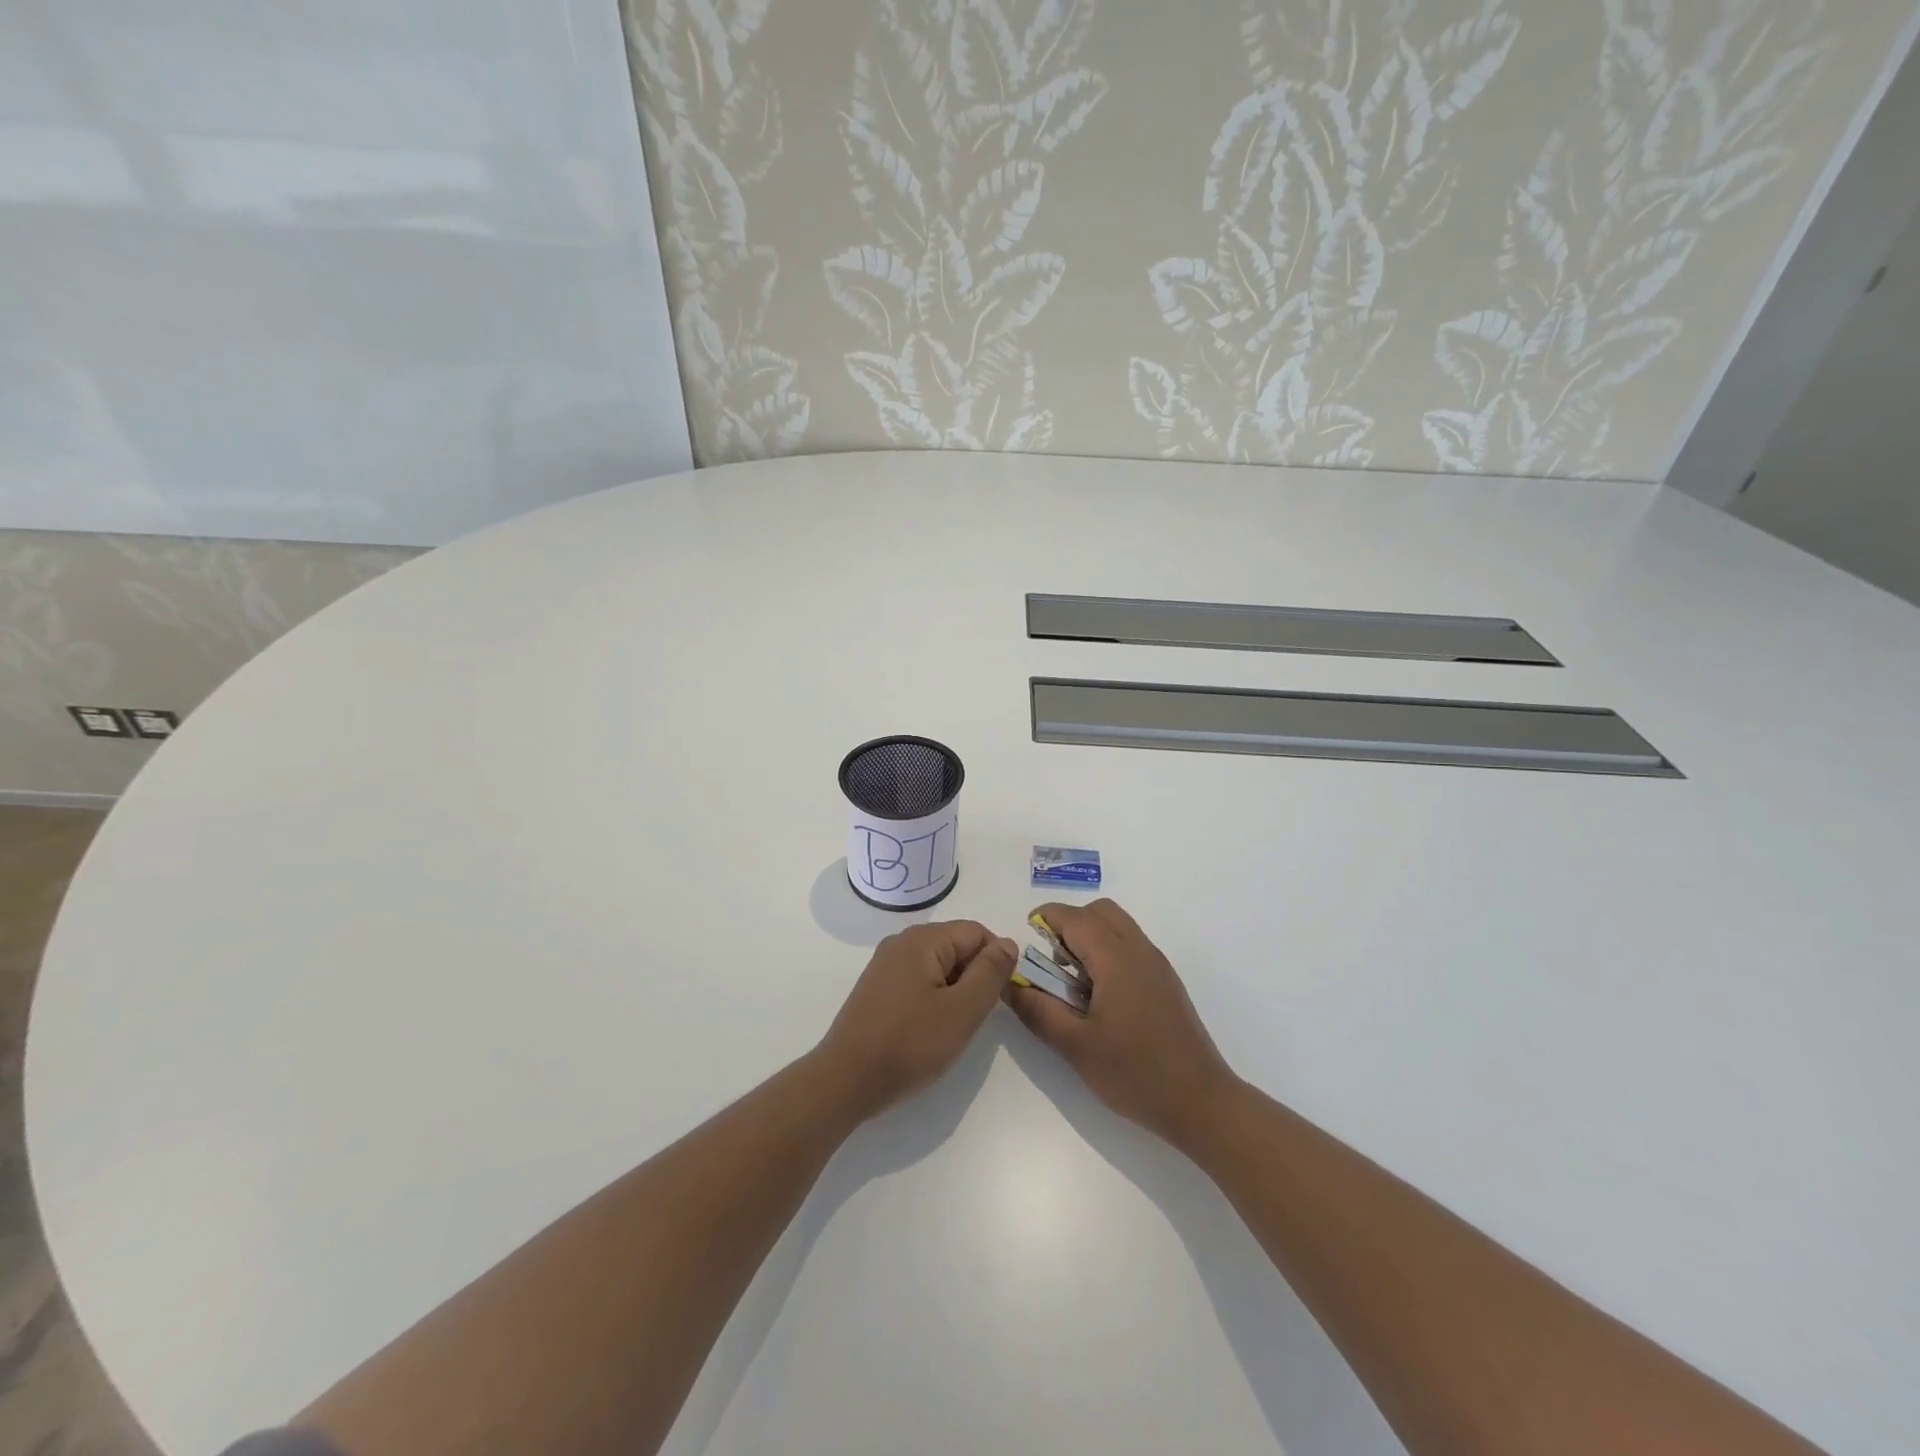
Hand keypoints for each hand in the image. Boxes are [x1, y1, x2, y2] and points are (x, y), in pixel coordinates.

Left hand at [815, 921, 1017, 1122]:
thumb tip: (1008, 943)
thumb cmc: (909, 1044)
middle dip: (974, 976)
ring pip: (938, 965)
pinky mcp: (877, 988)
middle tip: (976, 1017)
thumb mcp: (962, 1010)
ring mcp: (885, 965)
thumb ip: (990, 972)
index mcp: (922, 939)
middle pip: (956, 946)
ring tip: (953, 1027)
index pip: (976, 932)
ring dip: (955, 990)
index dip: (996, 961)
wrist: (846, 1081)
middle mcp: (901, 942)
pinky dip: (934, 998)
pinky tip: (930, 1029)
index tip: (1000, 998)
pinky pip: (918, 980)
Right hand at [1003, 899, 1237, 1149]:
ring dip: (1090, 939)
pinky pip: (1131, 946)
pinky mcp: (1166, 982)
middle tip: (1052, 964)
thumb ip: (1037, 1009)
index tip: (1027, 940)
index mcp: (1116, 958)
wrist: (1202, 1102)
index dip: (1046, 919)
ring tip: (1074, 983)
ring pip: (1118, 927)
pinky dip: (1109, 953)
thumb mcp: (1075, 1045)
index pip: (1075, 917)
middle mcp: (1139, 950)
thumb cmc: (1135, 1073)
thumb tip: (1008, 982)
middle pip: (1100, 912)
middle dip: (1070, 925)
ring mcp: (1157, 965)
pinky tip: (1101, 998)